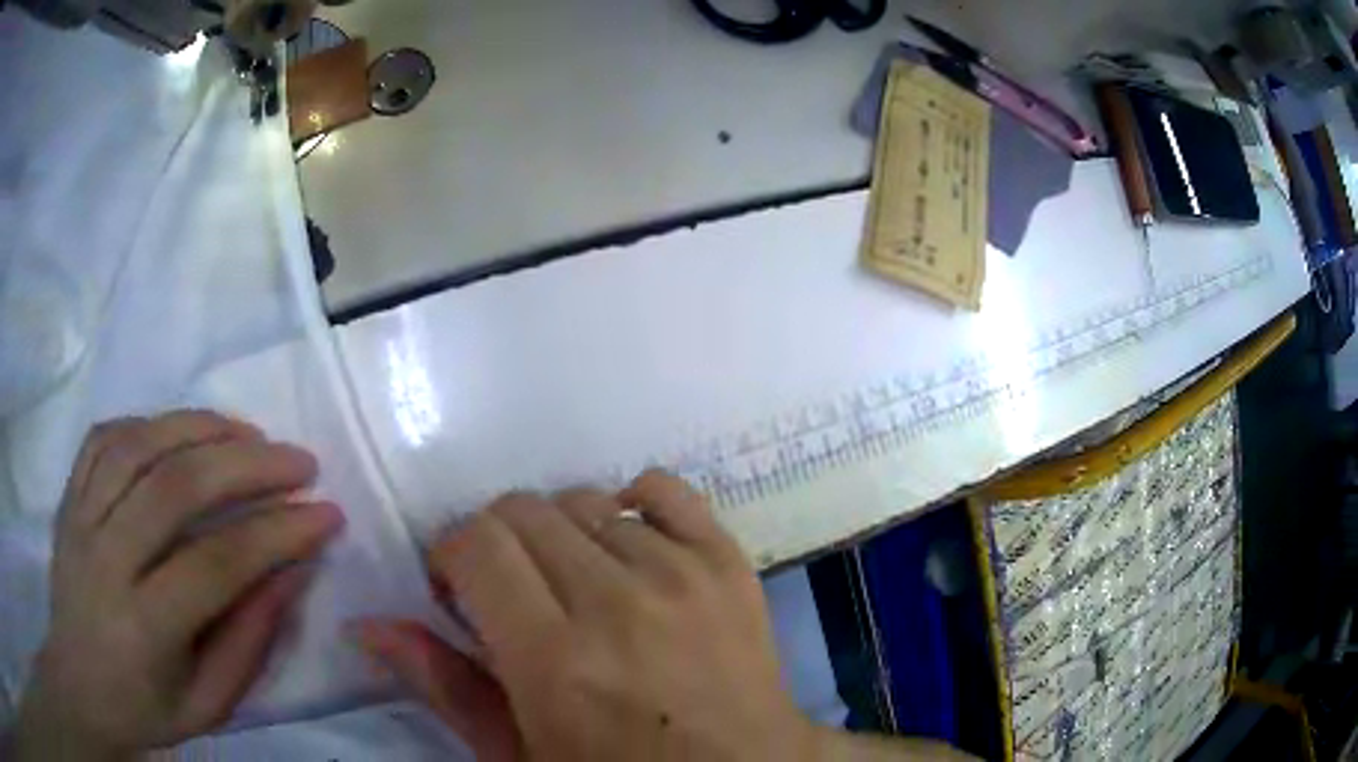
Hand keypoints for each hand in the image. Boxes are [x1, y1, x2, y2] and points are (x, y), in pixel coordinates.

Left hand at [11, 411, 344, 759]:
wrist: (79, 684)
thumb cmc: (145, 709)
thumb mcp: (209, 705)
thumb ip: (248, 641)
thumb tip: (291, 572)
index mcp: (144, 628)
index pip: (216, 565)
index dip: (277, 535)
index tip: (327, 515)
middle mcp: (106, 560)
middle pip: (175, 487)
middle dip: (247, 465)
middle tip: (299, 461)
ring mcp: (80, 518)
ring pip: (139, 445)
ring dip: (200, 427)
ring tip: (248, 432)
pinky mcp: (69, 496)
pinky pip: (105, 437)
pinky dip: (149, 423)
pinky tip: (179, 432)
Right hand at [355, 470, 817, 760]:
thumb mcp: (518, 754)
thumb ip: (443, 685)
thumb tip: (368, 626)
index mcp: (556, 660)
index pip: (476, 543)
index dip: (453, 556)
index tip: (460, 591)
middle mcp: (617, 603)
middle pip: (525, 512)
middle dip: (499, 542)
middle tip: (513, 590)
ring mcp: (682, 575)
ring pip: (588, 500)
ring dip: (562, 535)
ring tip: (575, 582)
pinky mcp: (730, 563)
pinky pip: (667, 490)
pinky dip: (633, 501)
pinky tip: (626, 540)